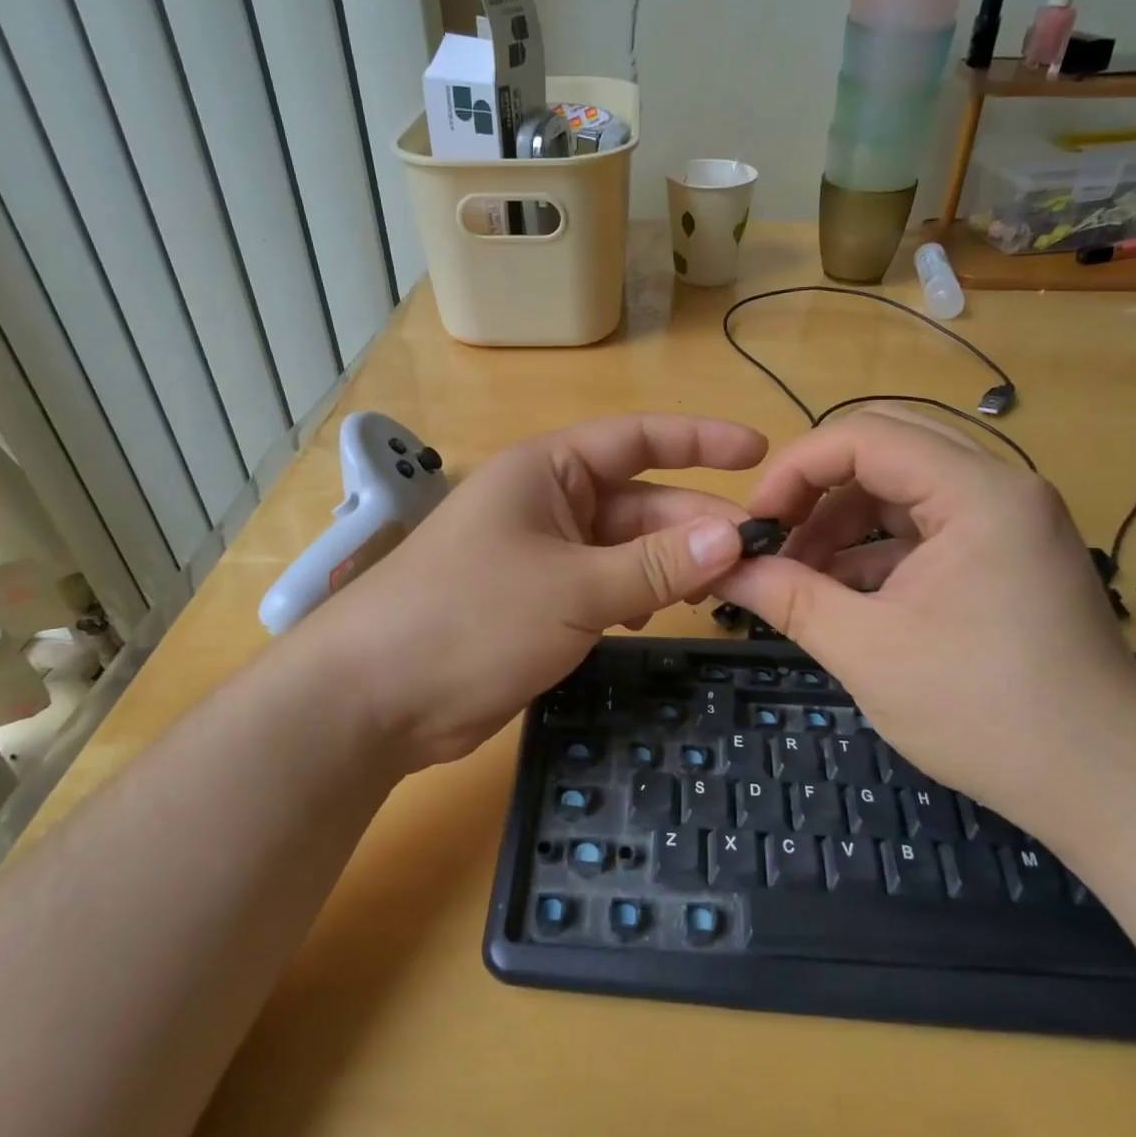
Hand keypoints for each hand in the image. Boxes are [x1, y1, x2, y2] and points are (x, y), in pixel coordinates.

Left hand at [303, 415, 765, 769]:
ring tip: (722, 591)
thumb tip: (733, 536)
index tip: (759, 451)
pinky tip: (655, 616)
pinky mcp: (540, 603)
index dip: (700, 440)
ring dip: (670, 565)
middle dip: (695, 524)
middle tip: (760, 555)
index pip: (637, 439)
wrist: (376, 697)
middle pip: (640, 501)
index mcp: (548, 471)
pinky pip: (605, 586)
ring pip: (627, 549)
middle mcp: (548, 503)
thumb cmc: (470, 618)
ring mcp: (543, 555)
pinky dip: (637, 596)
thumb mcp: (572, 587)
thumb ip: (655, 564)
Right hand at [713, 409, 1135, 832]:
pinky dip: (874, 549)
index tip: (754, 523)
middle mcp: (999, 486)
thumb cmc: (985, 713)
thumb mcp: (867, 650)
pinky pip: (923, 525)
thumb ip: (786, 596)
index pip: (863, 435)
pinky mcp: (1005, 554)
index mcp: (977, 492)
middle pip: (884, 446)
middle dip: (817, 487)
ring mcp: (1007, 519)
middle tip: (774, 536)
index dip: (795, 469)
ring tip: (799, 576)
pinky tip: (840, 594)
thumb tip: (721, 566)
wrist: (1107, 787)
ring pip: (901, 486)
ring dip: (842, 521)